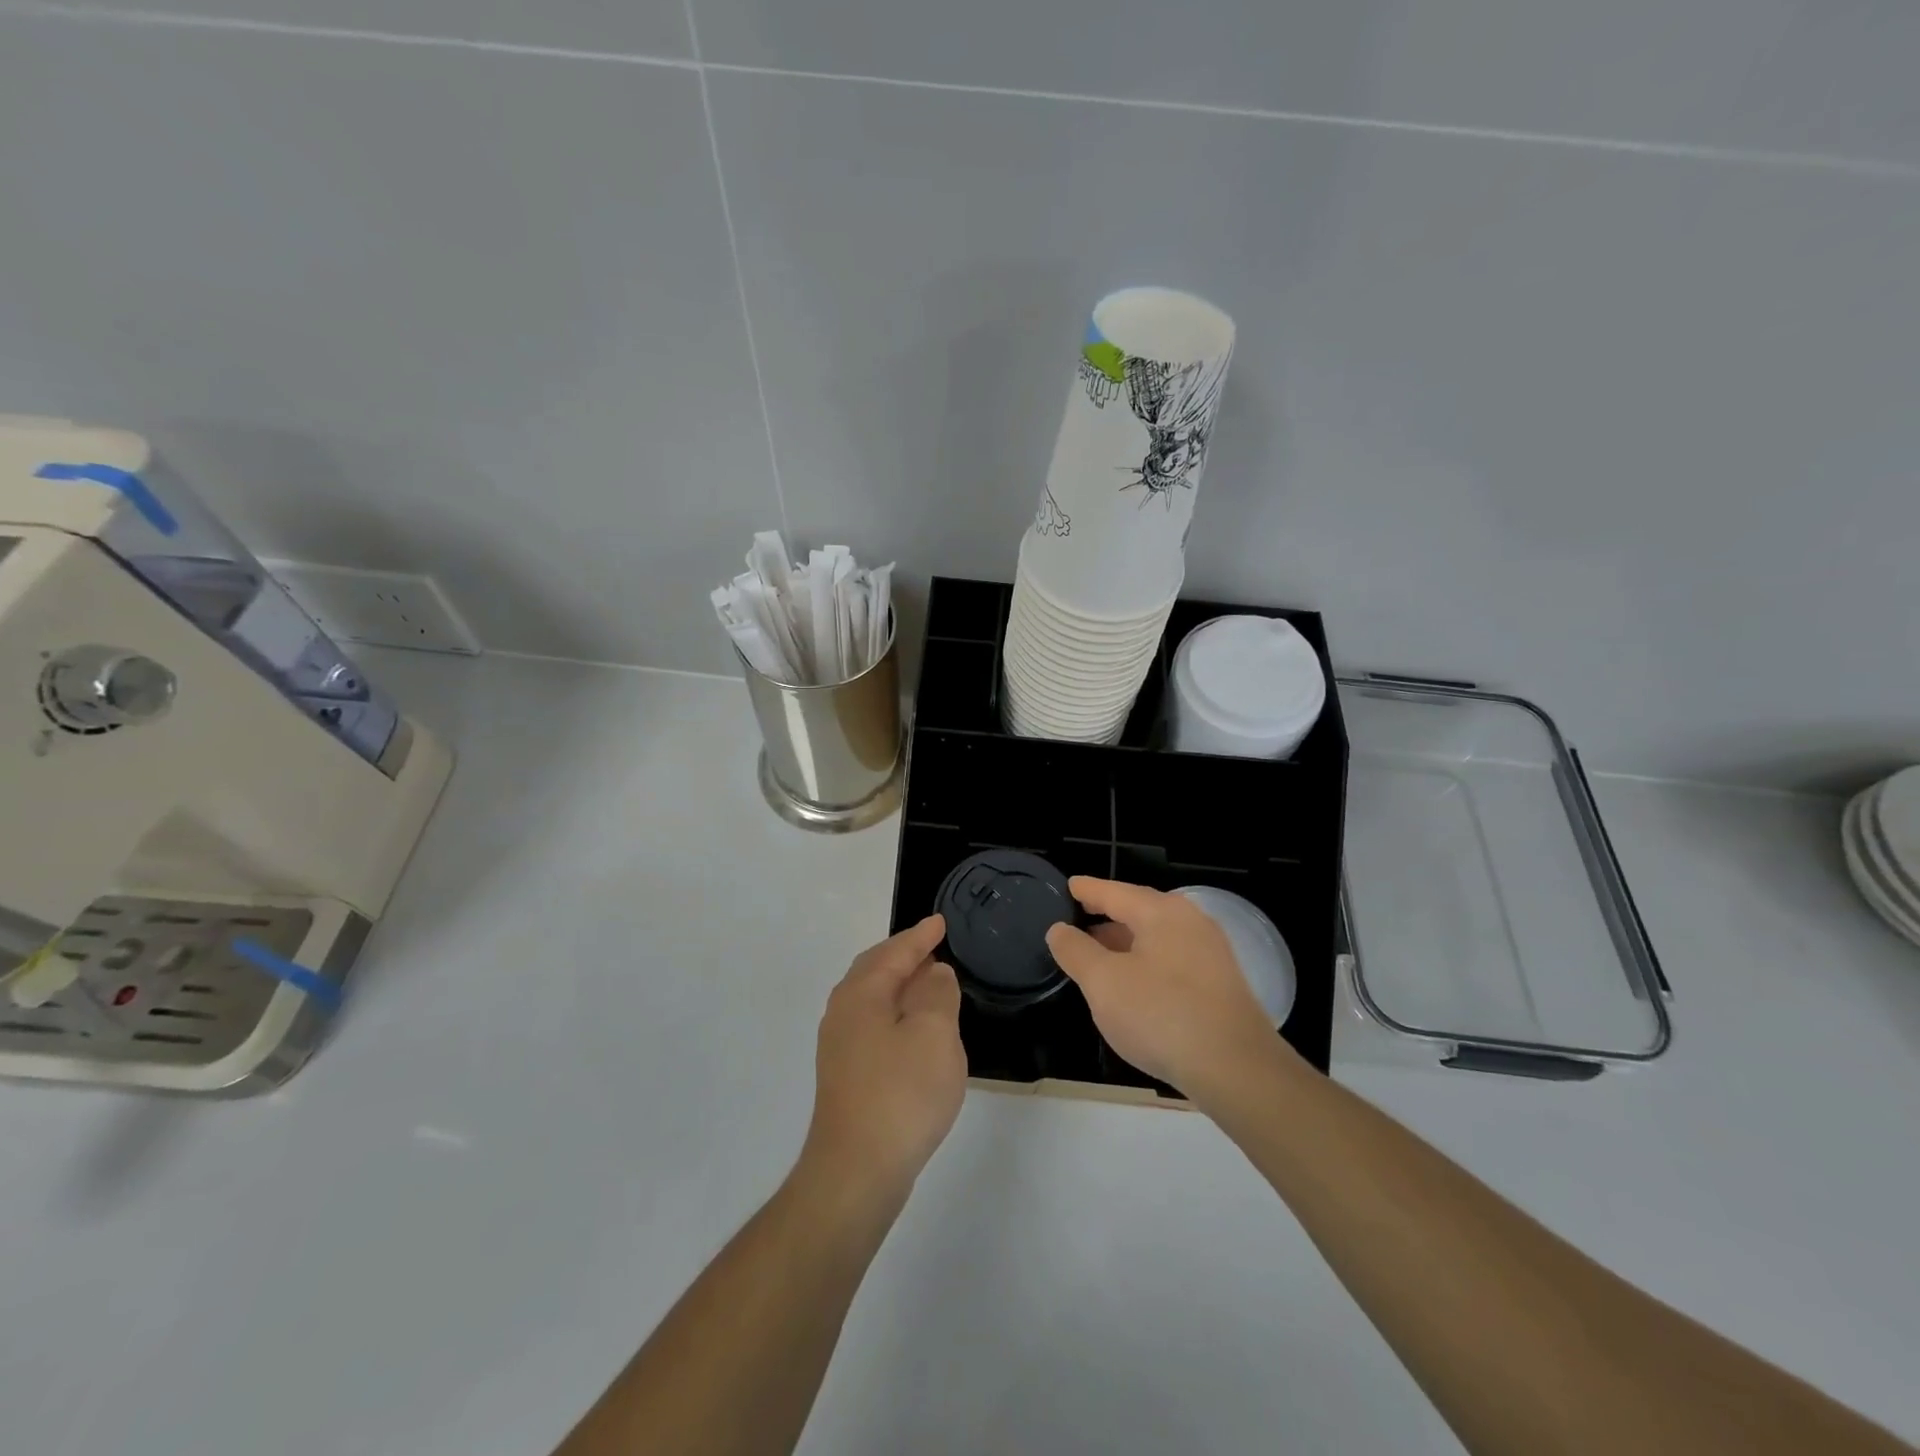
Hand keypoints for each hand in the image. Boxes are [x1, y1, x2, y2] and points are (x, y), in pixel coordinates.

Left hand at [801, 915, 965, 1205]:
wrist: (856, 1171)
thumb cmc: (901, 1094)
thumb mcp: (934, 1034)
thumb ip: (937, 994)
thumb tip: (933, 972)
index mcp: (862, 993)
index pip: (895, 952)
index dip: (921, 936)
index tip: (941, 922)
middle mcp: (843, 1011)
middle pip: (875, 969)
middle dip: (904, 955)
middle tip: (933, 946)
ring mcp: (840, 1045)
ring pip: (872, 997)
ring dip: (899, 984)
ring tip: (928, 982)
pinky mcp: (845, 1074)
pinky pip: (873, 1023)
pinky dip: (895, 1012)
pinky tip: (913, 1030)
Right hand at [1045, 878, 1291, 1100]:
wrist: (1236, 1069)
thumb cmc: (1161, 1015)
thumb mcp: (1103, 983)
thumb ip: (1076, 951)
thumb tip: (1059, 929)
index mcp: (1161, 912)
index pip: (1114, 891)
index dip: (1086, 890)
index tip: (1068, 886)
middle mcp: (1190, 921)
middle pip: (1139, 910)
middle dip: (1107, 916)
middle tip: (1078, 921)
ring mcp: (1210, 952)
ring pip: (1157, 936)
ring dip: (1126, 942)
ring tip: (1099, 955)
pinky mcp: (1221, 982)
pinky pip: (1173, 958)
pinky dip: (1147, 961)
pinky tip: (1134, 984)